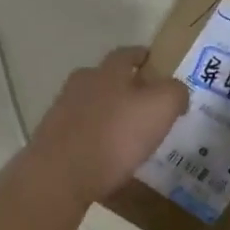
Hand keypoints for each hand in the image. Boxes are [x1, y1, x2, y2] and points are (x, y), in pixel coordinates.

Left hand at [29, 46, 188, 203]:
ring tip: (130, 136)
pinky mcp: (52, 140)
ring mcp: (62, 112)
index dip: (143, 57)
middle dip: (126, 88)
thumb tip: (177, 91)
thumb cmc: (115, 135)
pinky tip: (109, 159)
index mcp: (107, 71)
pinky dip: (97, 141)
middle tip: (148, 105)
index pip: (127, 54)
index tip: (157, 65)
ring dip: (110, 116)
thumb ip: (174, 92)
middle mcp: (81, 85)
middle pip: (106, 79)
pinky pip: (82, 134)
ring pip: (93, 106)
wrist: (59, 175)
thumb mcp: (160, 107)